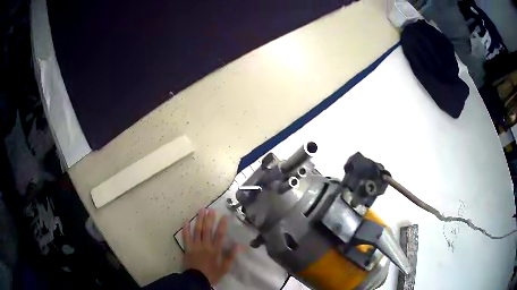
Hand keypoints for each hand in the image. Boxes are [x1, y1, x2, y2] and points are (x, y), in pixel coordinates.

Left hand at [182, 209, 238, 284]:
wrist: (196, 280)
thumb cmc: (212, 274)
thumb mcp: (225, 268)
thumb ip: (231, 256)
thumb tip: (239, 245)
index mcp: (215, 250)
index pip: (219, 234)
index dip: (222, 224)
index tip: (225, 216)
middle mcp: (205, 245)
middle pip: (207, 230)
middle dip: (209, 219)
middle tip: (211, 210)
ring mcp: (195, 246)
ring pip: (197, 230)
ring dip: (199, 220)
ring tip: (201, 211)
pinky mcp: (187, 248)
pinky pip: (185, 237)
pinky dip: (185, 229)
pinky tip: (186, 221)